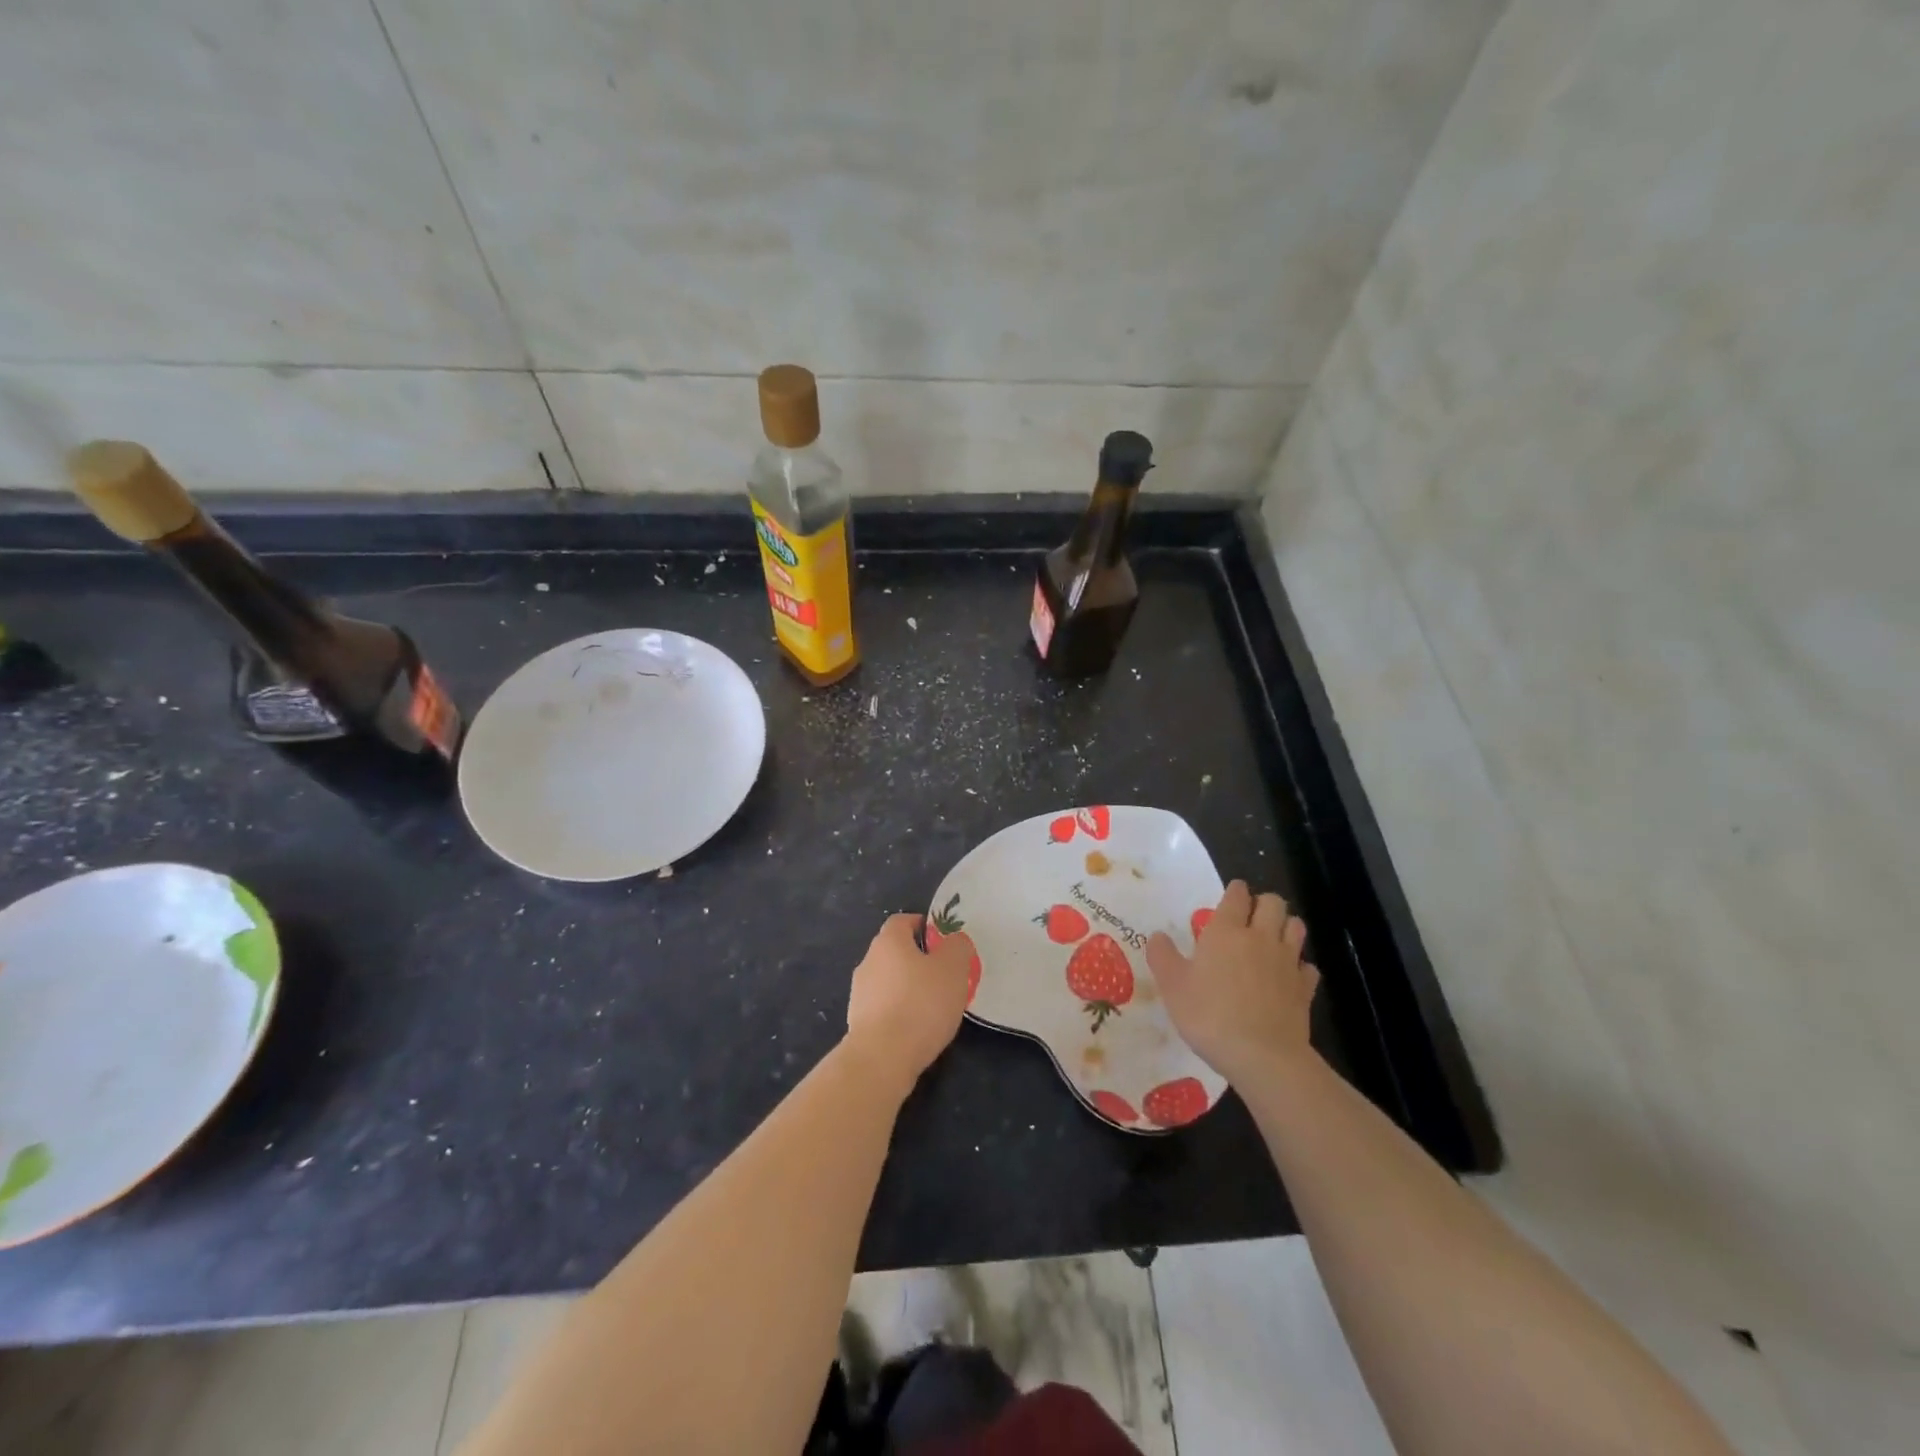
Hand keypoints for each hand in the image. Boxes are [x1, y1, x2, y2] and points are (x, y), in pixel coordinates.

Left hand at [844, 913, 972, 1097]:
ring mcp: (859, 993)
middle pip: (896, 952)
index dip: (924, 926)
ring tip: (934, 1008)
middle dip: (919, 960)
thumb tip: (954, 940)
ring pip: (890, 981)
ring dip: (909, 988)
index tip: (944, 942)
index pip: (903, 921)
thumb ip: (958, 947)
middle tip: (945, 977)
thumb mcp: (953, 969)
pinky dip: (900, 1012)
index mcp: (888, 942)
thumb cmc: (920, 1004)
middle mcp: (868, 961)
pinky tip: (917, 1030)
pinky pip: (884, 1008)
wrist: (881, 1059)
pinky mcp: (858, 1022)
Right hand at [1146, 881, 1318, 1087]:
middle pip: (1273, 902)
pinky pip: (1307, 966)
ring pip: (1296, 927)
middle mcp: (1260, 937)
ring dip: (1285, 927)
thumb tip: (1158, 936)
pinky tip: (1288, 976)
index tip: (1229, 896)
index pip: (1237, 894)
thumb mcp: (1172, 986)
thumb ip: (1163, 956)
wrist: (1262, 1056)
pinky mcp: (1305, 988)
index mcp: (1226, 931)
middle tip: (1249, 917)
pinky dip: (1299, 966)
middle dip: (1263, 903)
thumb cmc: (1209, 1015)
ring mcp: (1287, 962)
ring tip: (1271, 940)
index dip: (1234, 891)